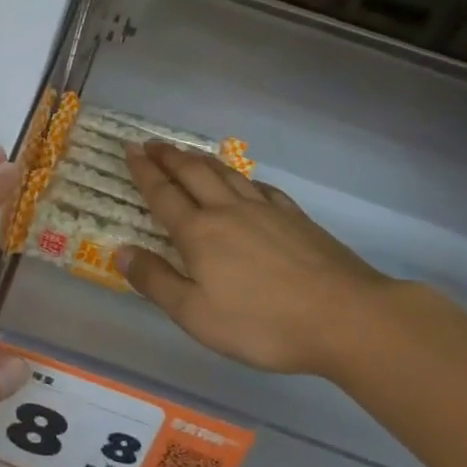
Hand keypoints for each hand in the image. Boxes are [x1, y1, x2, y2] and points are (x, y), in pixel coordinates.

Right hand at [117, 141, 406, 377]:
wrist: (345, 317)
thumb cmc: (262, 323)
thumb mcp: (196, 315)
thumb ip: (156, 281)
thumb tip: (121, 251)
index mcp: (199, 233)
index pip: (162, 194)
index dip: (144, 171)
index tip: (130, 150)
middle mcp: (228, 211)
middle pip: (193, 174)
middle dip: (168, 157)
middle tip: (151, 143)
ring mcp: (265, 210)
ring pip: (226, 174)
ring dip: (201, 160)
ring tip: (187, 153)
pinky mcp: (296, 218)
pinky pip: (261, 188)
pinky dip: (243, 179)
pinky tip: (244, 182)